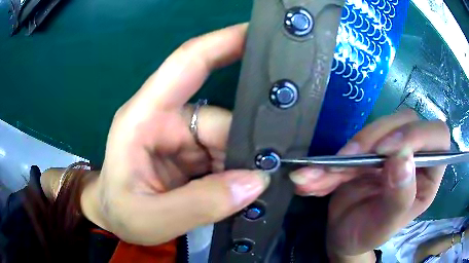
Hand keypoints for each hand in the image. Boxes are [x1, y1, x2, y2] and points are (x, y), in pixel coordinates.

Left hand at [85, 24, 269, 245]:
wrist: (115, 219)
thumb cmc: (120, 213)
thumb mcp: (152, 218)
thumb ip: (200, 204)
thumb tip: (255, 182)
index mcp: (144, 117)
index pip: (186, 64)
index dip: (222, 42)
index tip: (257, 33)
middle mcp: (166, 119)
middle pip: (221, 119)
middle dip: (244, 148)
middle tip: (267, 175)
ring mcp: (181, 137)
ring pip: (228, 140)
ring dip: (240, 165)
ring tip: (247, 192)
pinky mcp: (191, 154)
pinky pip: (225, 156)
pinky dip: (236, 172)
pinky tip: (240, 190)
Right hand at [289, 110, 449, 258]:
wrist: (344, 236)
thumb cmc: (369, 235)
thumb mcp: (385, 226)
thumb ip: (399, 198)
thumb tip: (402, 159)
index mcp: (429, 175)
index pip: (438, 137)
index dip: (416, 135)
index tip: (386, 151)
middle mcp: (415, 156)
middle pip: (406, 121)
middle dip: (376, 137)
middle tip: (349, 157)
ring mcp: (392, 150)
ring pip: (379, 127)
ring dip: (349, 150)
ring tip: (323, 174)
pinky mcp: (370, 150)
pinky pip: (354, 143)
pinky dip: (331, 161)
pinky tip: (312, 179)